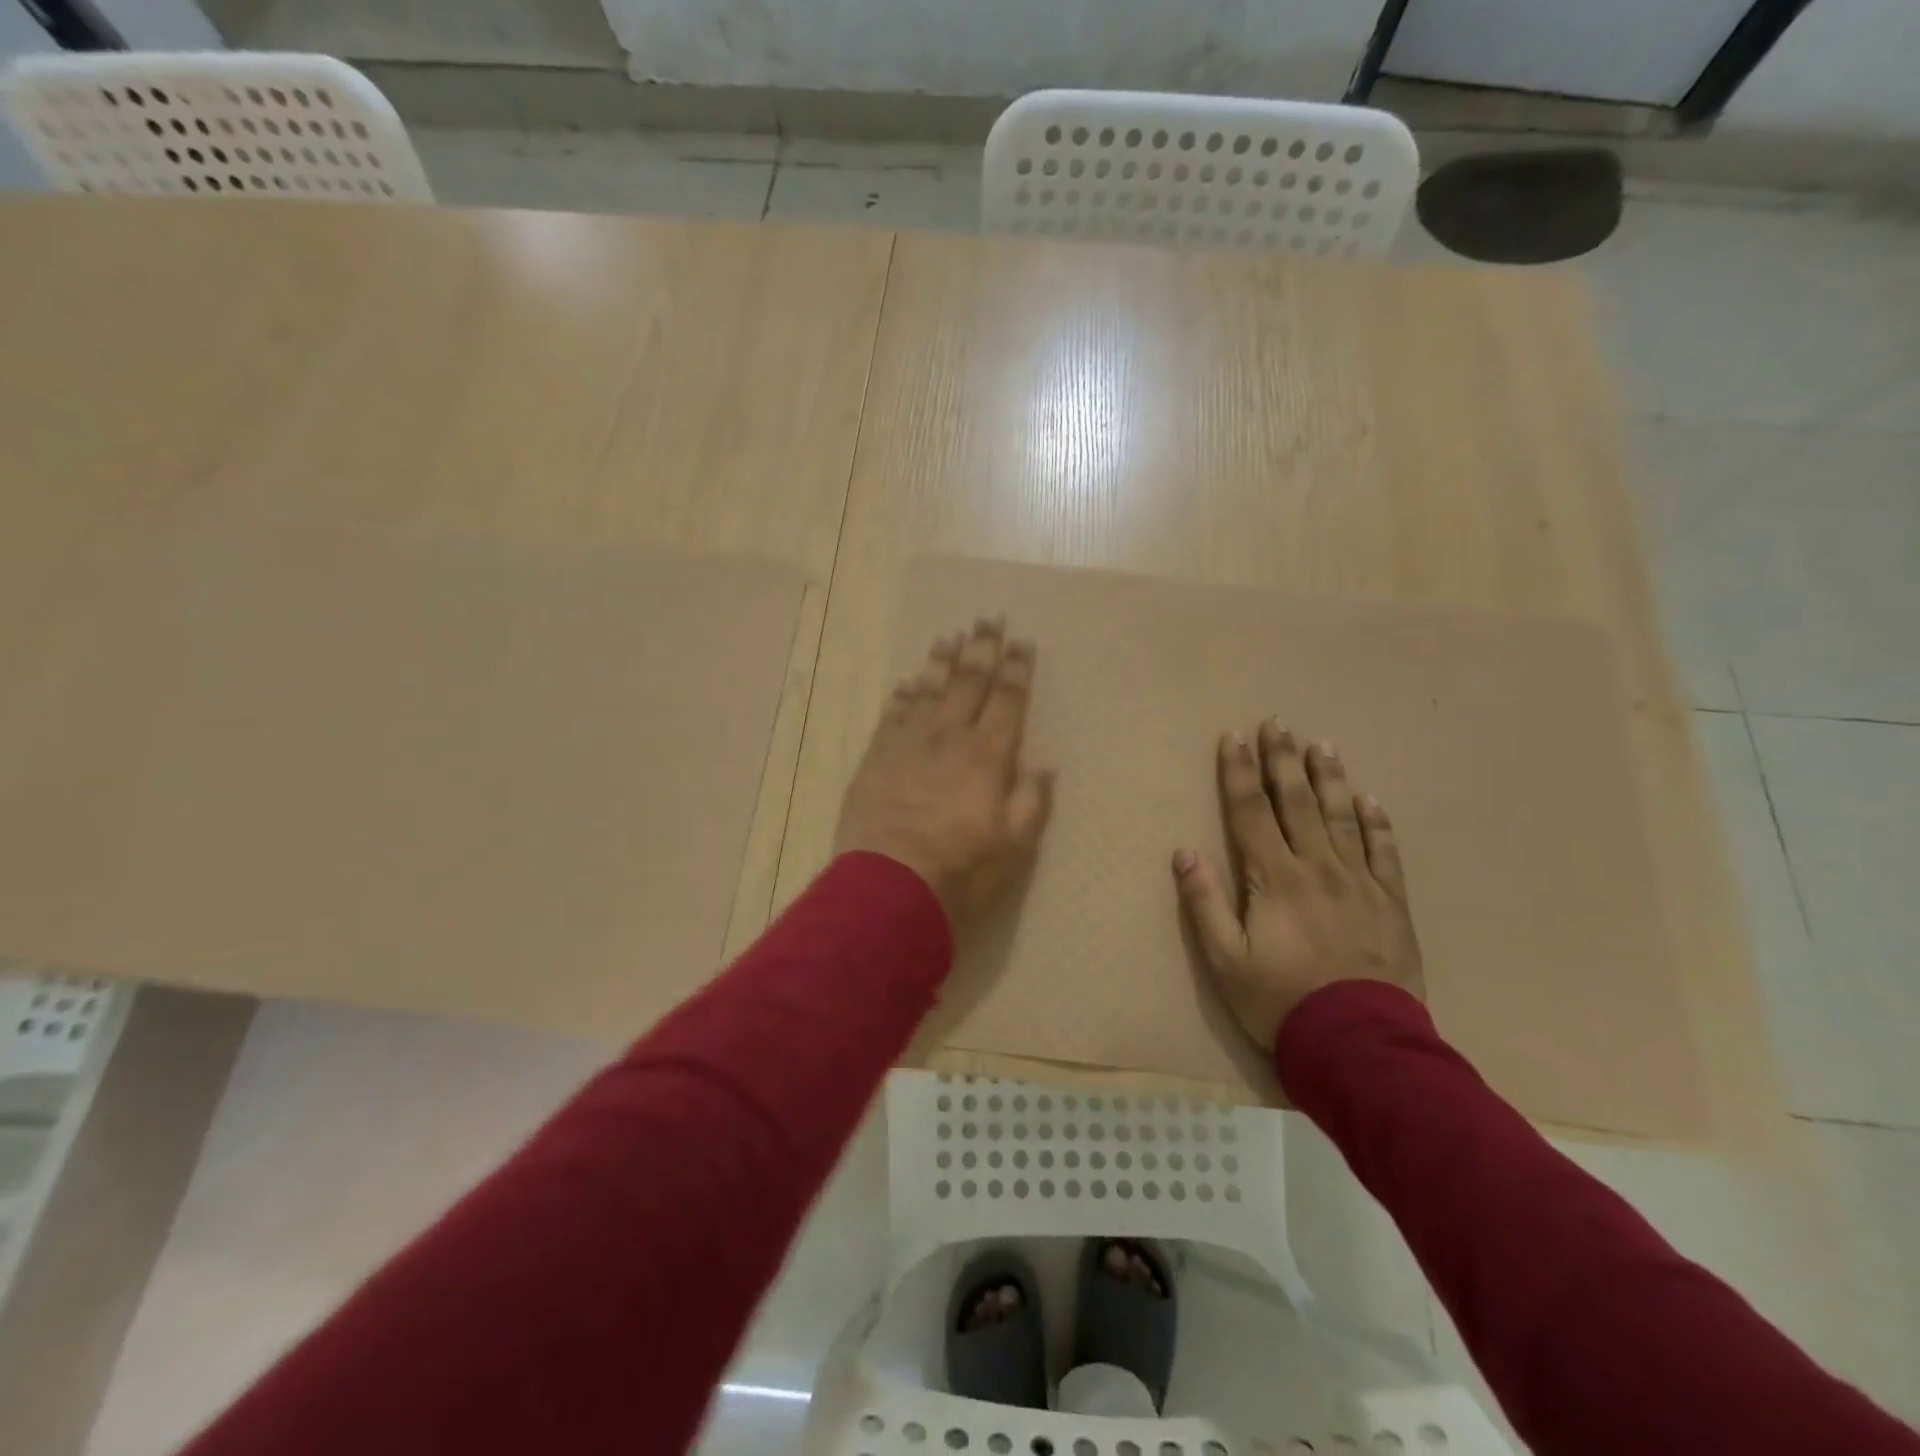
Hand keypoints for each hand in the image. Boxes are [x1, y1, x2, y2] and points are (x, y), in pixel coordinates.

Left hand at [834, 617, 1053, 925]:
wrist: (889, 885)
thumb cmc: (961, 869)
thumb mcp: (1015, 846)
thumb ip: (1032, 801)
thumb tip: (1044, 764)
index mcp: (987, 756)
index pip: (1006, 700)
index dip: (1016, 669)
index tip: (1021, 642)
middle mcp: (948, 738)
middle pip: (967, 683)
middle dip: (981, 649)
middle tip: (987, 619)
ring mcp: (907, 744)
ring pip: (926, 690)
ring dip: (939, 662)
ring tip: (948, 637)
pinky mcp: (876, 758)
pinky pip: (891, 715)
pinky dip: (901, 696)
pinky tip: (906, 683)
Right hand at [1173, 721, 1422, 1050]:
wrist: (1360, 1044)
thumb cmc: (1280, 1000)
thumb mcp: (1224, 959)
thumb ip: (1203, 902)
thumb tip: (1184, 851)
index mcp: (1274, 877)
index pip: (1250, 811)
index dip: (1238, 772)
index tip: (1233, 737)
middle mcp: (1317, 867)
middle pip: (1296, 801)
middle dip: (1282, 759)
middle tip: (1277, 722)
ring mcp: (1359, 882)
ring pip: (1341, 817)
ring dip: (1329, 778)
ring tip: (1322, 744)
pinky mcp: (1391, 903)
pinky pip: (1385, 852)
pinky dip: (1377, 823)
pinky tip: (1369, 800)